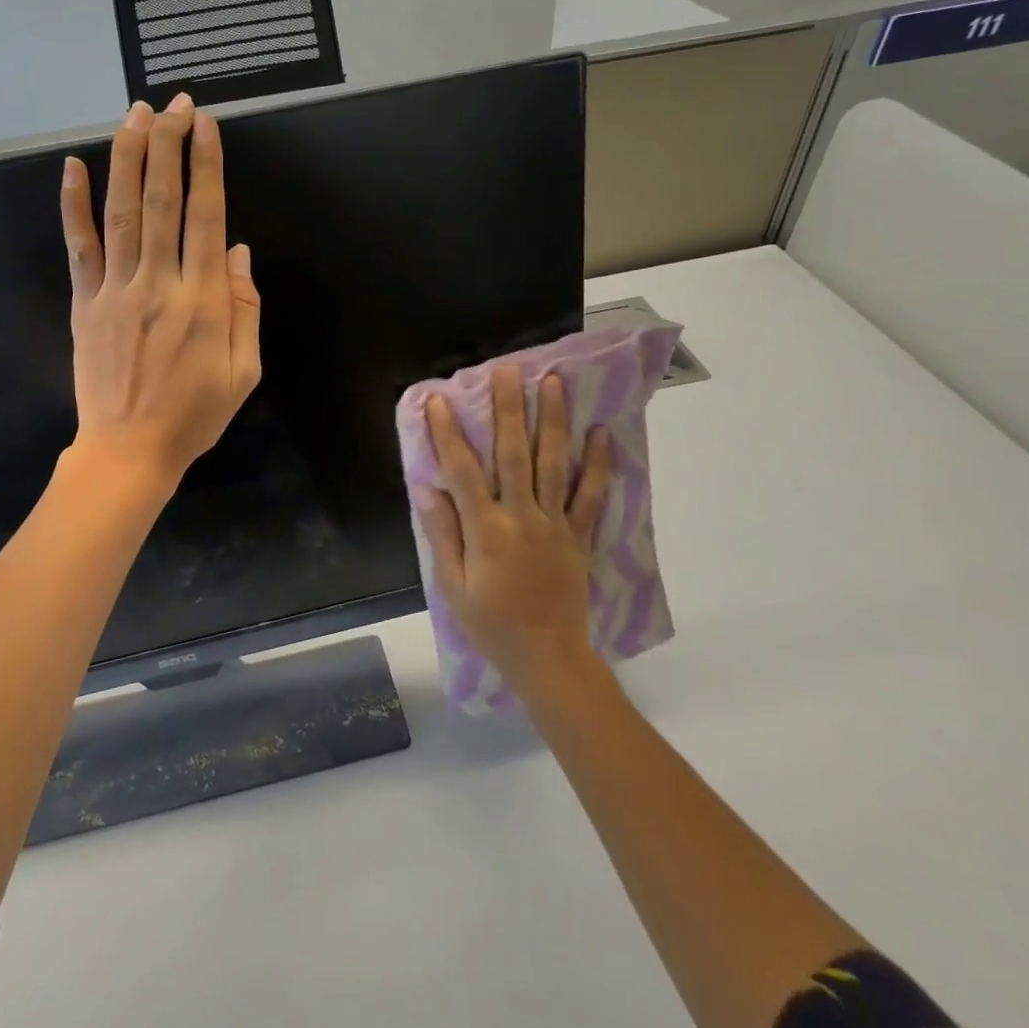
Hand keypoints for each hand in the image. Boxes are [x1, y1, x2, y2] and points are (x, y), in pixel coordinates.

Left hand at [60, 94, 261, 489]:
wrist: (129, 451)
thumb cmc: (195, 414)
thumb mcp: (244, 371)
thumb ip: (244, 309)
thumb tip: (238, 252)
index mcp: (203, 301)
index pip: (206, 217)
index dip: (206, 166)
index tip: (205, 125)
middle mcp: (158, 284)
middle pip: (162, 202)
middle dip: (168, 146)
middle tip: (172, 104)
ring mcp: (115, 291)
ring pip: (121, 213)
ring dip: (127, 159)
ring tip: (133, 115)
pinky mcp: (86, 304)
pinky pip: (79, 247)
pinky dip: (73, 206)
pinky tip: (72, 166)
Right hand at [415, 366, 613, 690]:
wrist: (548, 658)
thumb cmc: (491, 624)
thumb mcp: (452, 585)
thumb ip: (442, 533)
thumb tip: (426, 487)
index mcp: (486, 530)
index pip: (462, 471)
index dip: (449, 433)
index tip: (439, 400)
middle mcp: (523, 517)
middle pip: (513, 454)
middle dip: (508, 409)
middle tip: (507, 369)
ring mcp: (556, 524)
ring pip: (554, 463)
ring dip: (552, 420)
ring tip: (553, 382)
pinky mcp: (580, 535)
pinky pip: (592, 495)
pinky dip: (598, 464)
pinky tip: (601, 432)